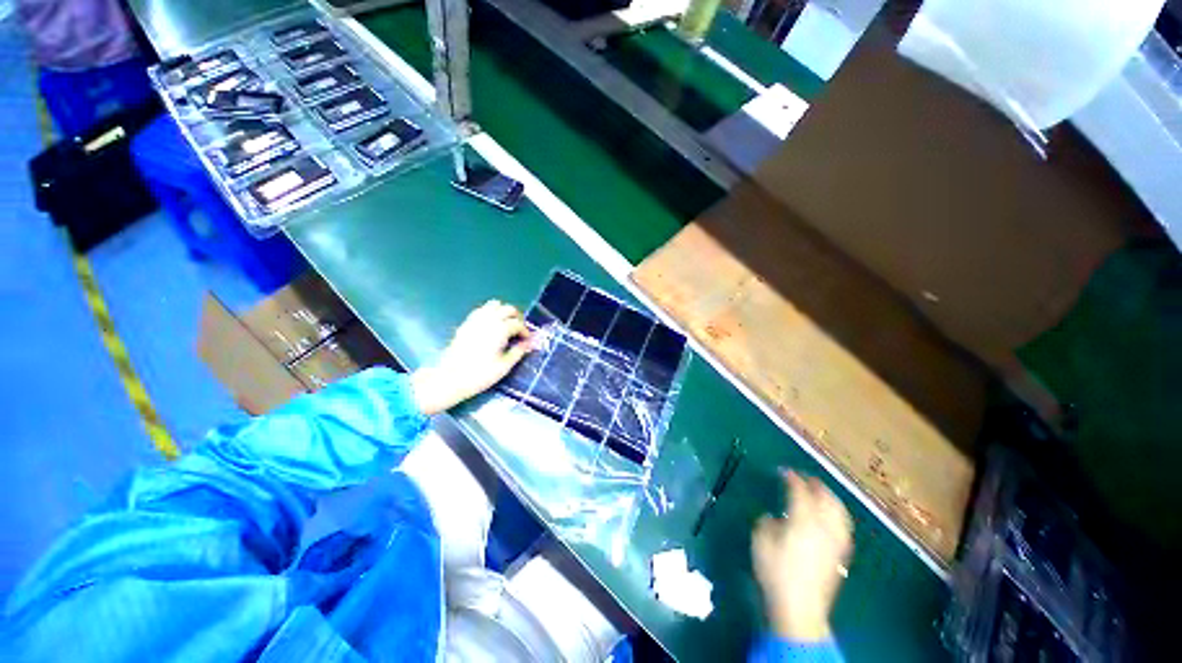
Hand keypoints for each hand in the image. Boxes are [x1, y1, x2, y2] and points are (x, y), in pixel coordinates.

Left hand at [412, 301, 532, 414]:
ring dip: (503, 312)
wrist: (450, 378)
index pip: (518, 324)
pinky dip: (490, 313)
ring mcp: (476, 320)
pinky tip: (491, 325)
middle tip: (518, 331)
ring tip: (505, 325)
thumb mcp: (504, 366)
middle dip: (516, 318)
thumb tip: (528, 344)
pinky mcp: (466, 323)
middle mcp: (489, 320)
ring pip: (494, 305)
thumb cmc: (480, 374)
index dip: (525, 331)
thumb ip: (518, 352)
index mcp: (500, 330)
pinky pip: (481, 310)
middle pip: (508, 309)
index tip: (526, 340)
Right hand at [751, 471, 853, 641]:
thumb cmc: (776, 571)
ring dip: (830, 498)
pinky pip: (844, 527)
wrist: (800, 607)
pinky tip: (832, 517)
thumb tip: (773, 517)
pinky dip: (838, 515)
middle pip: (825, 497)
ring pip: (839, 511)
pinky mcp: (841, 555)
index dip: (791, 477)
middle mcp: (823, 525)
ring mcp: (835, 540)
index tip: (783, 470)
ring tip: (820, 492)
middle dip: (815, 484)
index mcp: (803, 518)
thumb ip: (766, 522)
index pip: (799, 490)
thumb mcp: (761, 541)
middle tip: (804, 477)